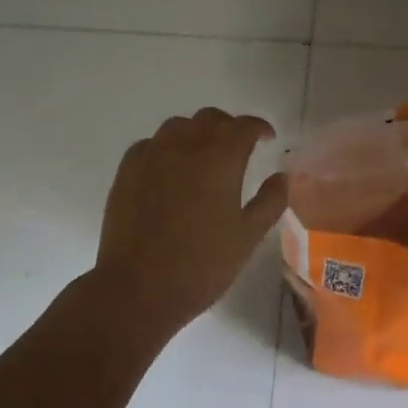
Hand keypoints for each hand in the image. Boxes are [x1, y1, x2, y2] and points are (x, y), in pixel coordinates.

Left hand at [93, 108, 288, 337]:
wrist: (138, 288)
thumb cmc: (202, 265)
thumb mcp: (248, 237)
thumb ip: (270, 201)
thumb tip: (281, 176)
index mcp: (220, 159)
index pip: (243, 126)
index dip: (258, 127)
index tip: (267, 138)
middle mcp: (185, 147)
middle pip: (209, 119)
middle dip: (228, 127)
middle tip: (238, 148)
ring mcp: (151, 156)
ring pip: (177, 126)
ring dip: (196, 133)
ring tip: (203, 156)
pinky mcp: (126, 172)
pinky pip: (150, 144)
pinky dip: (166, 148)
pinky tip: (170, 170)